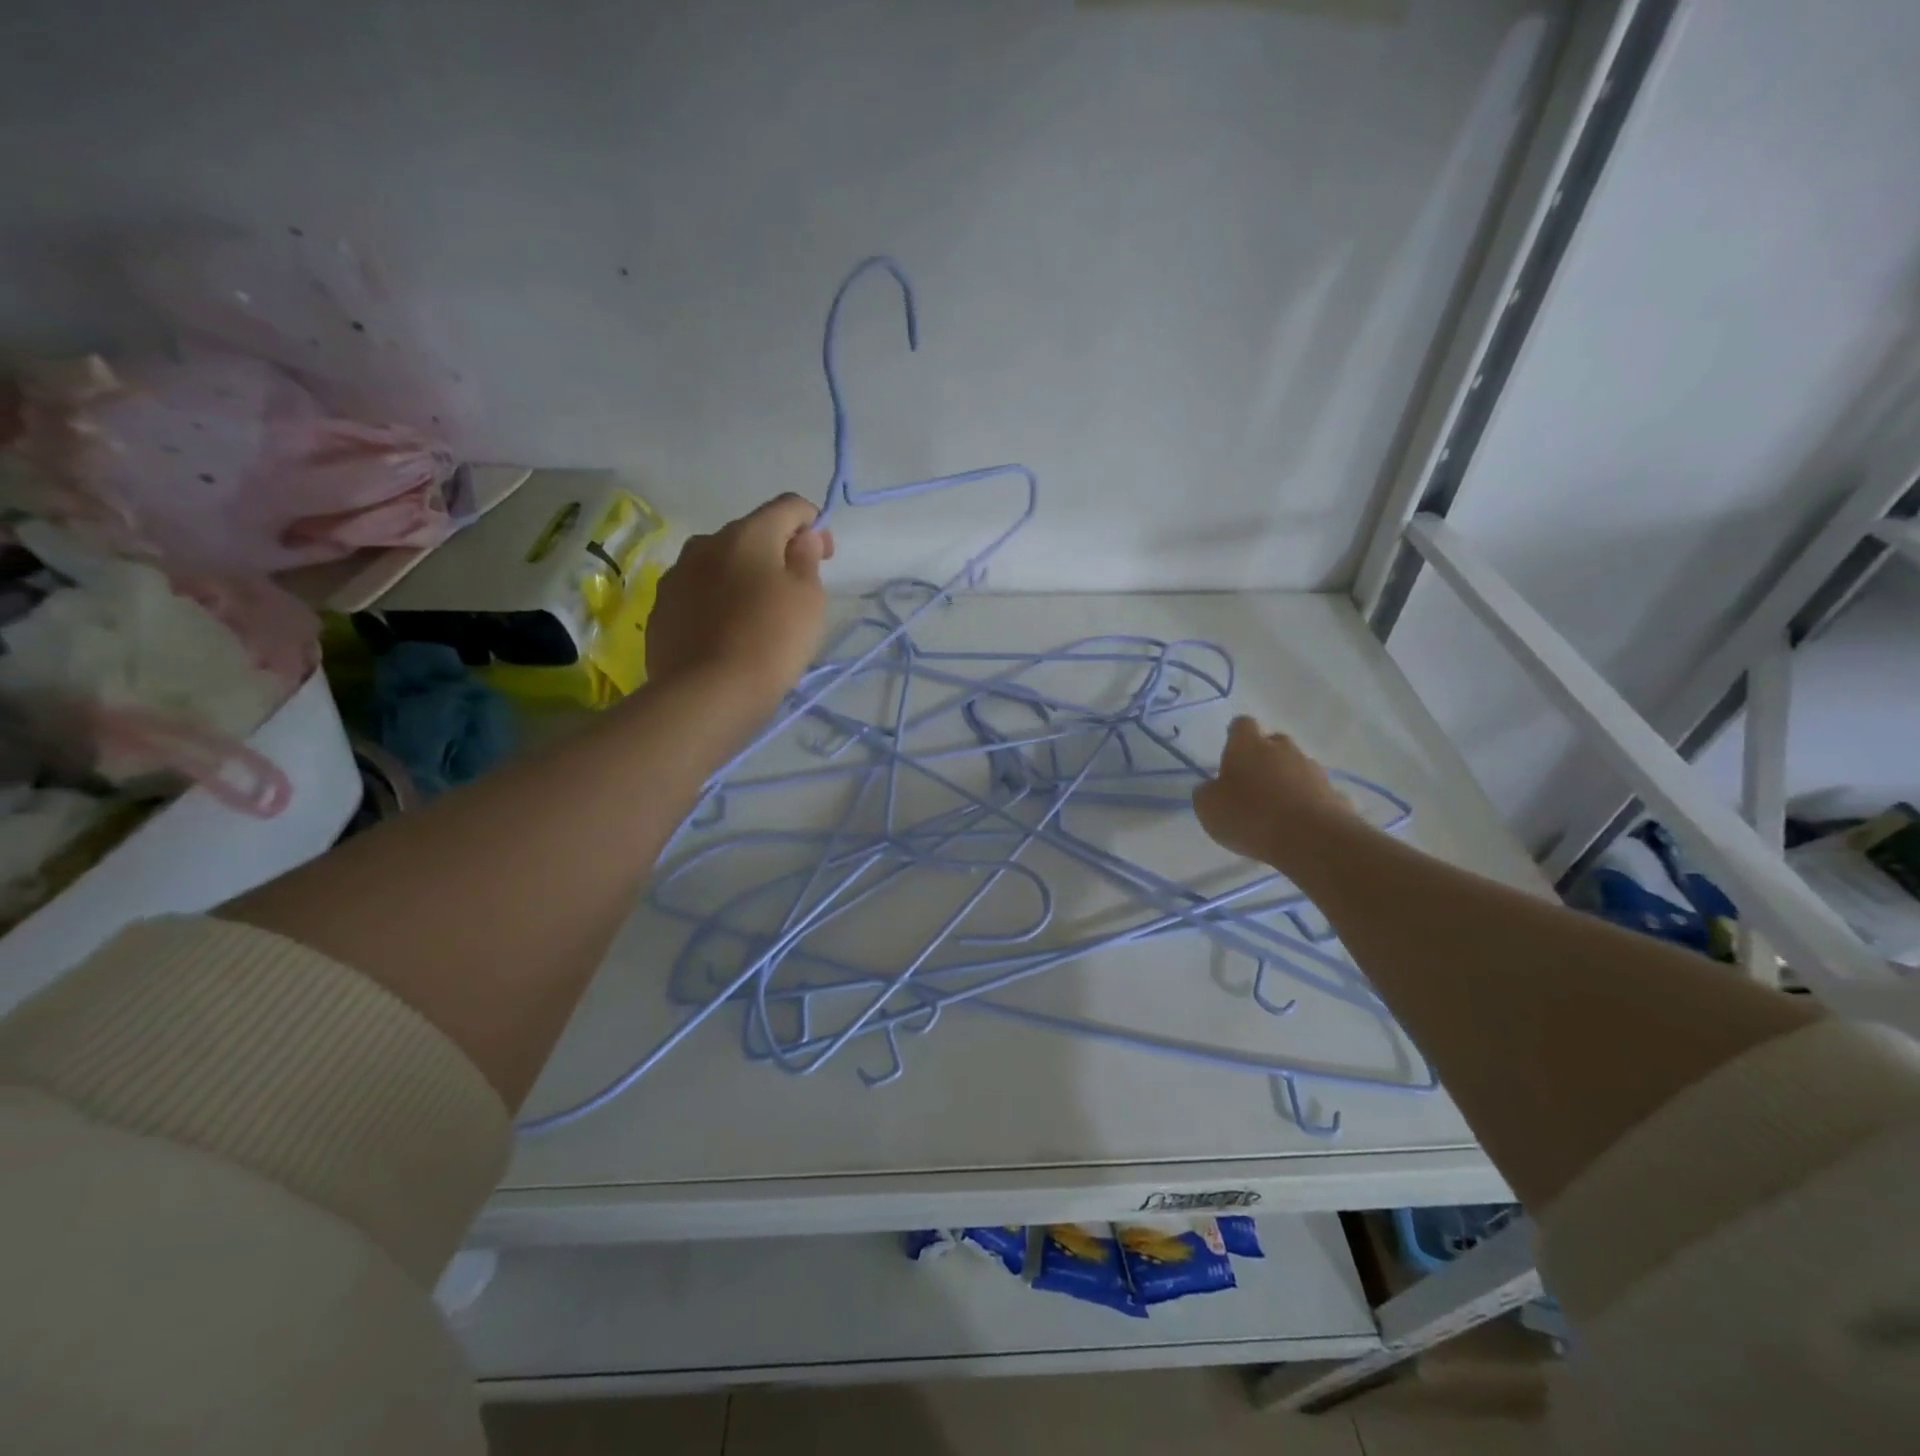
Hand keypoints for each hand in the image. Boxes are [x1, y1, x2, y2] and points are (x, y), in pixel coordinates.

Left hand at [646, 493, 834, 712]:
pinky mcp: (661, 609)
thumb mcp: (808, 599)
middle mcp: (706, 543)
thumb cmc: (771, 640)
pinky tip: (728, 635)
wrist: (707, 694)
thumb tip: (801, 537)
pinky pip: (698, 594)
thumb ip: (806, 559)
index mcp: (748, 534)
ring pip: (719, 564)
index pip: (788, 506)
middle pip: (750, 534)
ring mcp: (677, 576)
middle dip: (776, 553)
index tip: (824, 557)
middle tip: (794, 591)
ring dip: (742, 578)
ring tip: (757, 616)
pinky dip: (718, 603)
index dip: (814, 523)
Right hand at [1193, 716, 1358, 866]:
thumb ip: (1207, 792)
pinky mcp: (1334, 794)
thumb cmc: (1249, 816)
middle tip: (1251, 784)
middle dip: (1264, 758)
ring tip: (1275, 810)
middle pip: (1273, 743)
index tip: (1230, 753)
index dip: (1235, 736)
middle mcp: (1282, 749)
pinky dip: (1306, 803)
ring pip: (1296, 767)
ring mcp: (1312, 770)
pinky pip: (1315, 793)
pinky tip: (1298, 825)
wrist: (1311, 839)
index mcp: (1247, 746)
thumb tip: (1213, 788)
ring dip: (1286, 781)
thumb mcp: (1208, 808)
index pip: (1241, 725)